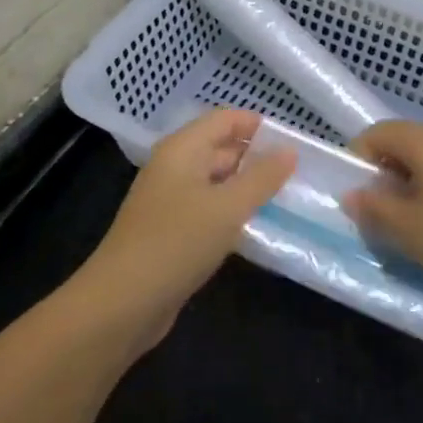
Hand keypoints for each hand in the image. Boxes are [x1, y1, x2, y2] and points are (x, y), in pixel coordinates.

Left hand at [81, 109, 294, 344]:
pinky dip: (232, 213)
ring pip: (216, 182)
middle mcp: (174, 168)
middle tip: (299, 172)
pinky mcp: (172, 232)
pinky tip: (257, 226)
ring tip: (287, 197)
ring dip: (247, 187)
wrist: (123, 303)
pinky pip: (208, 210)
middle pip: (220, 148)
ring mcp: (170, 201)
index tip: (294, 141)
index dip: (257, 125)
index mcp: (182, 149)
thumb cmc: (176, 243)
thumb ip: (261, 178)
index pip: (224, 119)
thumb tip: (290, 150)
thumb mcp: (227, 208)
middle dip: (257, 157)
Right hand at [343, 121, 422, 308]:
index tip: (356, 196)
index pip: (378, 133)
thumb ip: (374, 208)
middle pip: (408, 145)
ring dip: (417, 188)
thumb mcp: (409, 230)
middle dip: (388, 176)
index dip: (357, 159)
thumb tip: (353, 193)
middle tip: (382, 216)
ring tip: (417, 229)